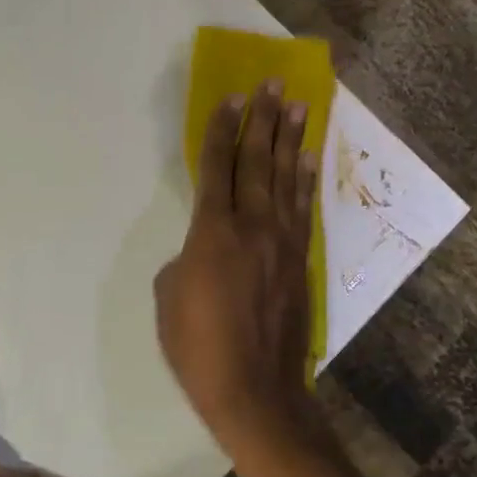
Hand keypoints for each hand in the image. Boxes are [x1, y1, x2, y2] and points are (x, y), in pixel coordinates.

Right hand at [154, 82, 330, 476]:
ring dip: (291, 140)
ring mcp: (282, 243)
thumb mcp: (168, 297)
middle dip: (262, 120)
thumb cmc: (197, 347)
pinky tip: (308, 159)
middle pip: (256, 162)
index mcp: (212, 233)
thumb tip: (202, 250)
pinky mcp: (301, 261)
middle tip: (273, 84)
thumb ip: (186, 259)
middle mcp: (252, 227)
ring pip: (286, 179)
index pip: (216, 168)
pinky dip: (305, 180)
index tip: (233, 98)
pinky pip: (302, 209)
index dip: (223, 131)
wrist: (255, 391)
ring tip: (299, 106)